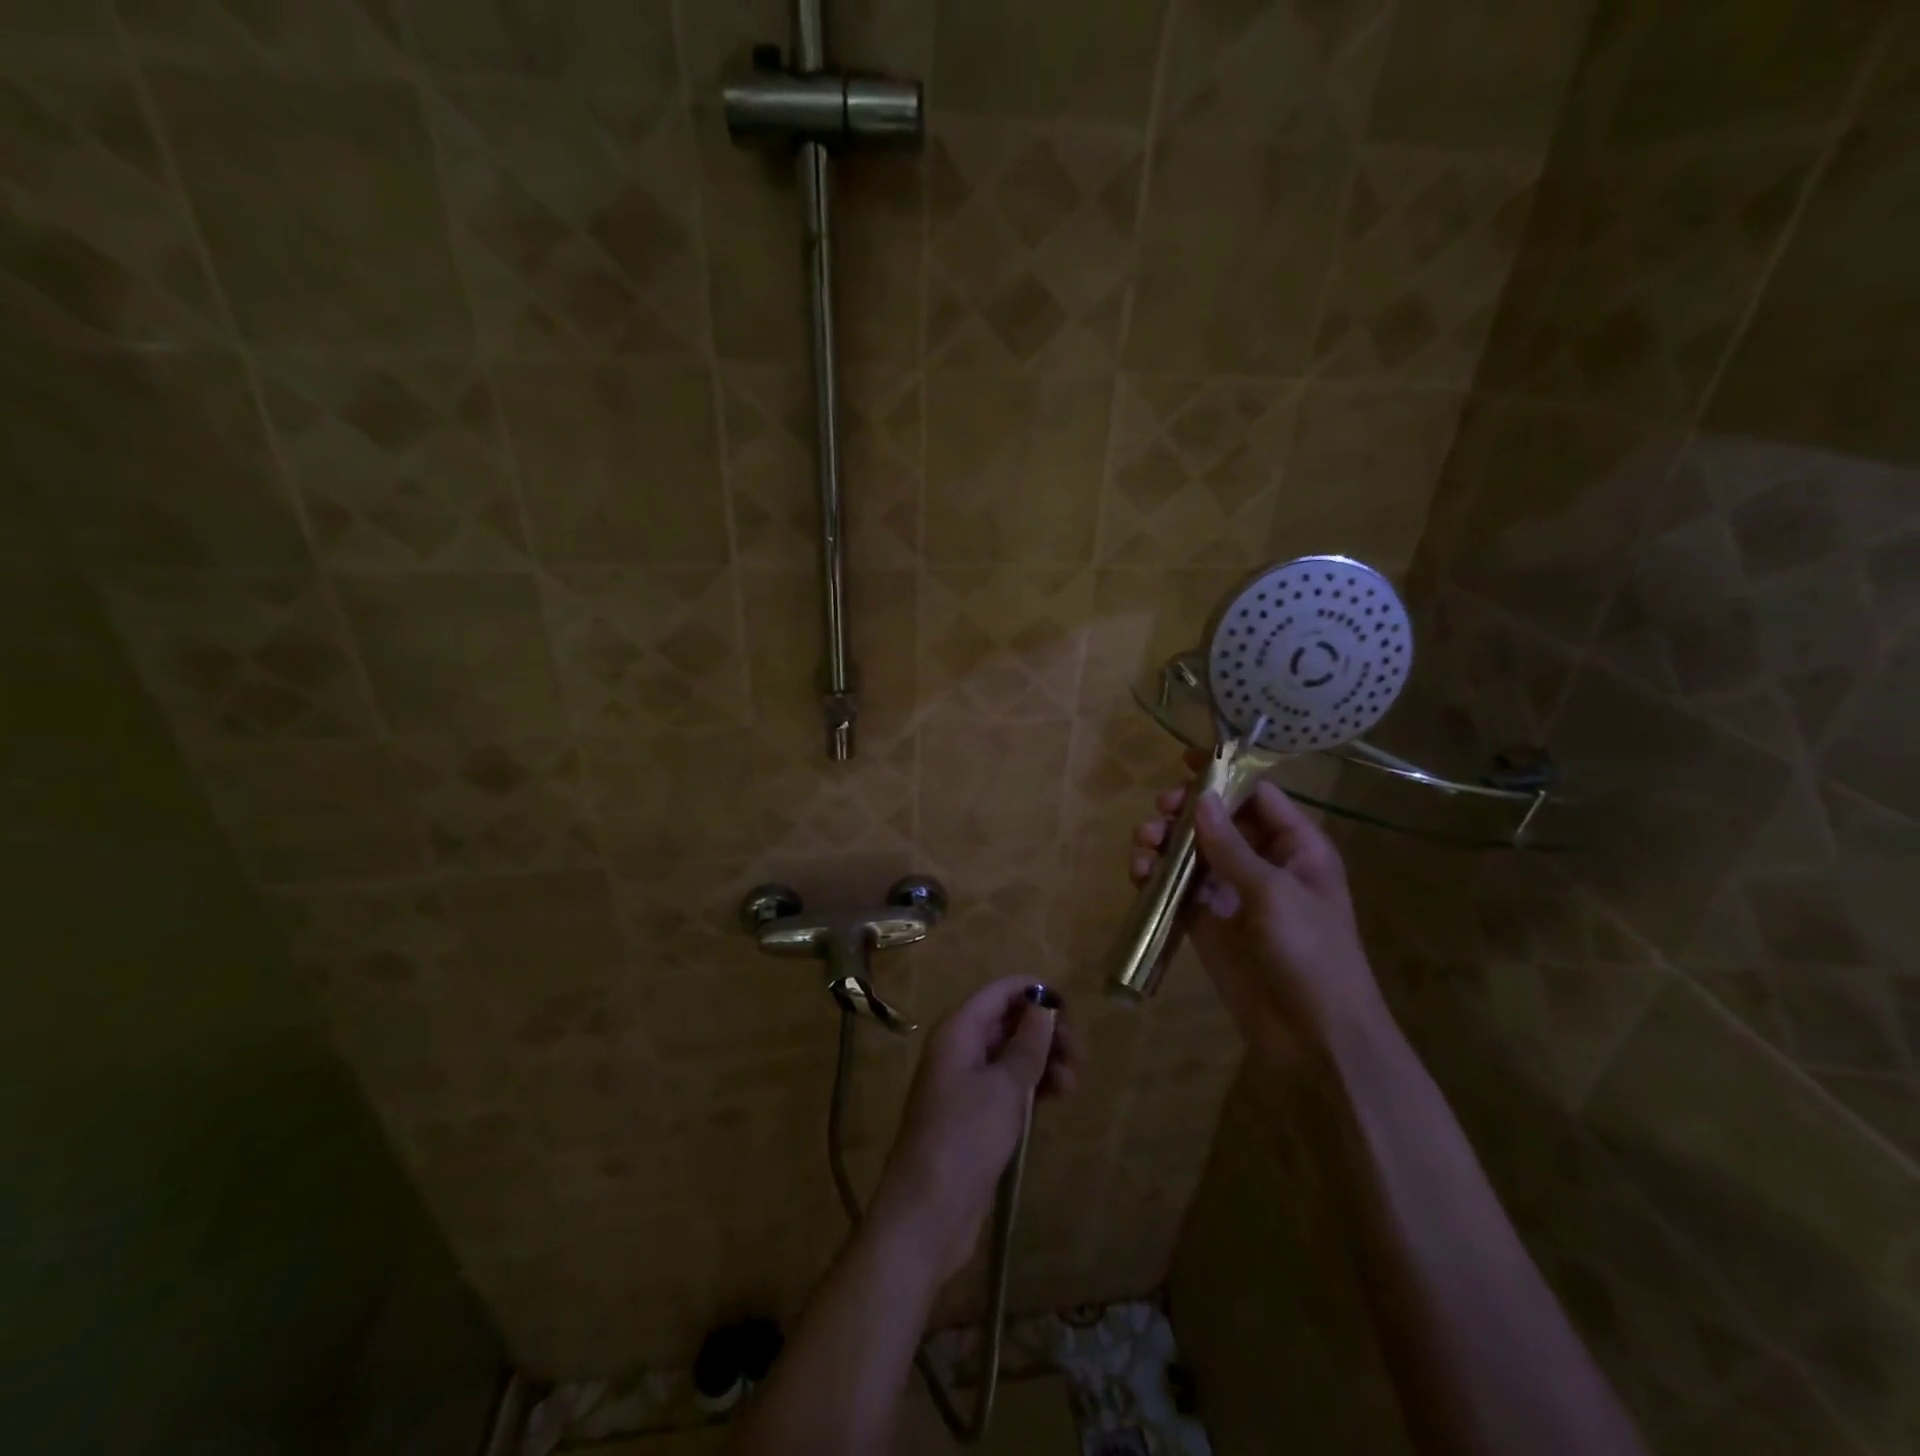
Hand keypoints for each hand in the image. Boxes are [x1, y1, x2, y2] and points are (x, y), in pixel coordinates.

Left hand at [870, 976, 1080, 1279]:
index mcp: (958, 1031)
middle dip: (1046, 1032)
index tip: (1071, 1010)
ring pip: (1013, 1056)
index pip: (999, 992)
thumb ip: (1028, 1043)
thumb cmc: (965, 1138)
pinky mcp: (977, 1116)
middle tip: (1079, 1055)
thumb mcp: (1004, 1086)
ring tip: (1073, 1084)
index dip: (1034, 992)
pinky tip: (1059, 1097)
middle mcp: (960, 1049)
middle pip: (1008, 1022)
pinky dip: (1034, 1086)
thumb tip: (1044, 1004)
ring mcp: (967, 1084)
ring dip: (1045, 1062)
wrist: (928, 1213)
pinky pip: (1010, 1086)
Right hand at [1130, 771, 1386, 1065]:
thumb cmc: (1310, 954)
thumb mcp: (1273, 893)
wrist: (1315, 1036)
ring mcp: (1231, 893)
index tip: (1182, 763)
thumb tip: (1201, 799)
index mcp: (1295, 847)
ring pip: (1190, 852)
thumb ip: (1232, 847)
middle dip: (1184, 811)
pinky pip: (1176, 887)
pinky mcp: (1207, 922)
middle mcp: (1262, 862)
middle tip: (1160, 813)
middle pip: (1216, 820)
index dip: (1222, 777)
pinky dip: (1156, 876)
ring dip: (1164, 842)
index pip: (1256, 796)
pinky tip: (1140, 874)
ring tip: (1144, 845)